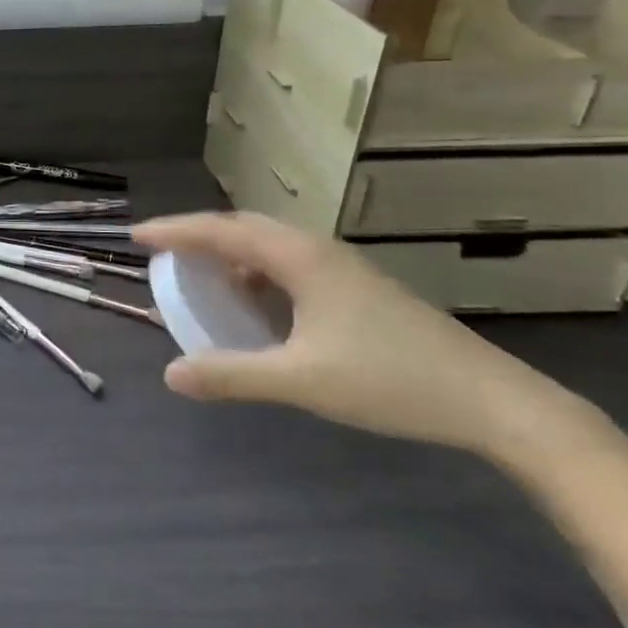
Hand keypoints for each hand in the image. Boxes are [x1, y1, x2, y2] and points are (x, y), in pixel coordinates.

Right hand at [136, 212, 591, 463]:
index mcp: (300, 258)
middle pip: (245, 228)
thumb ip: (232, 375)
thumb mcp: (301, 379)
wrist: (491, 400)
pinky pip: (291, 267)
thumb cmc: (389, 379)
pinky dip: (259, 276)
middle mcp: (318, 251)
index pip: (222, 230)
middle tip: (164, 255)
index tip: (136, 235)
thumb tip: (170, 374)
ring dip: (232, 256)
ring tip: (204, 280)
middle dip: (200, 237)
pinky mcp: (358, 290)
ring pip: (272, 246)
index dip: (175, 231)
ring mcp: (343, 269)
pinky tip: (258, 308)